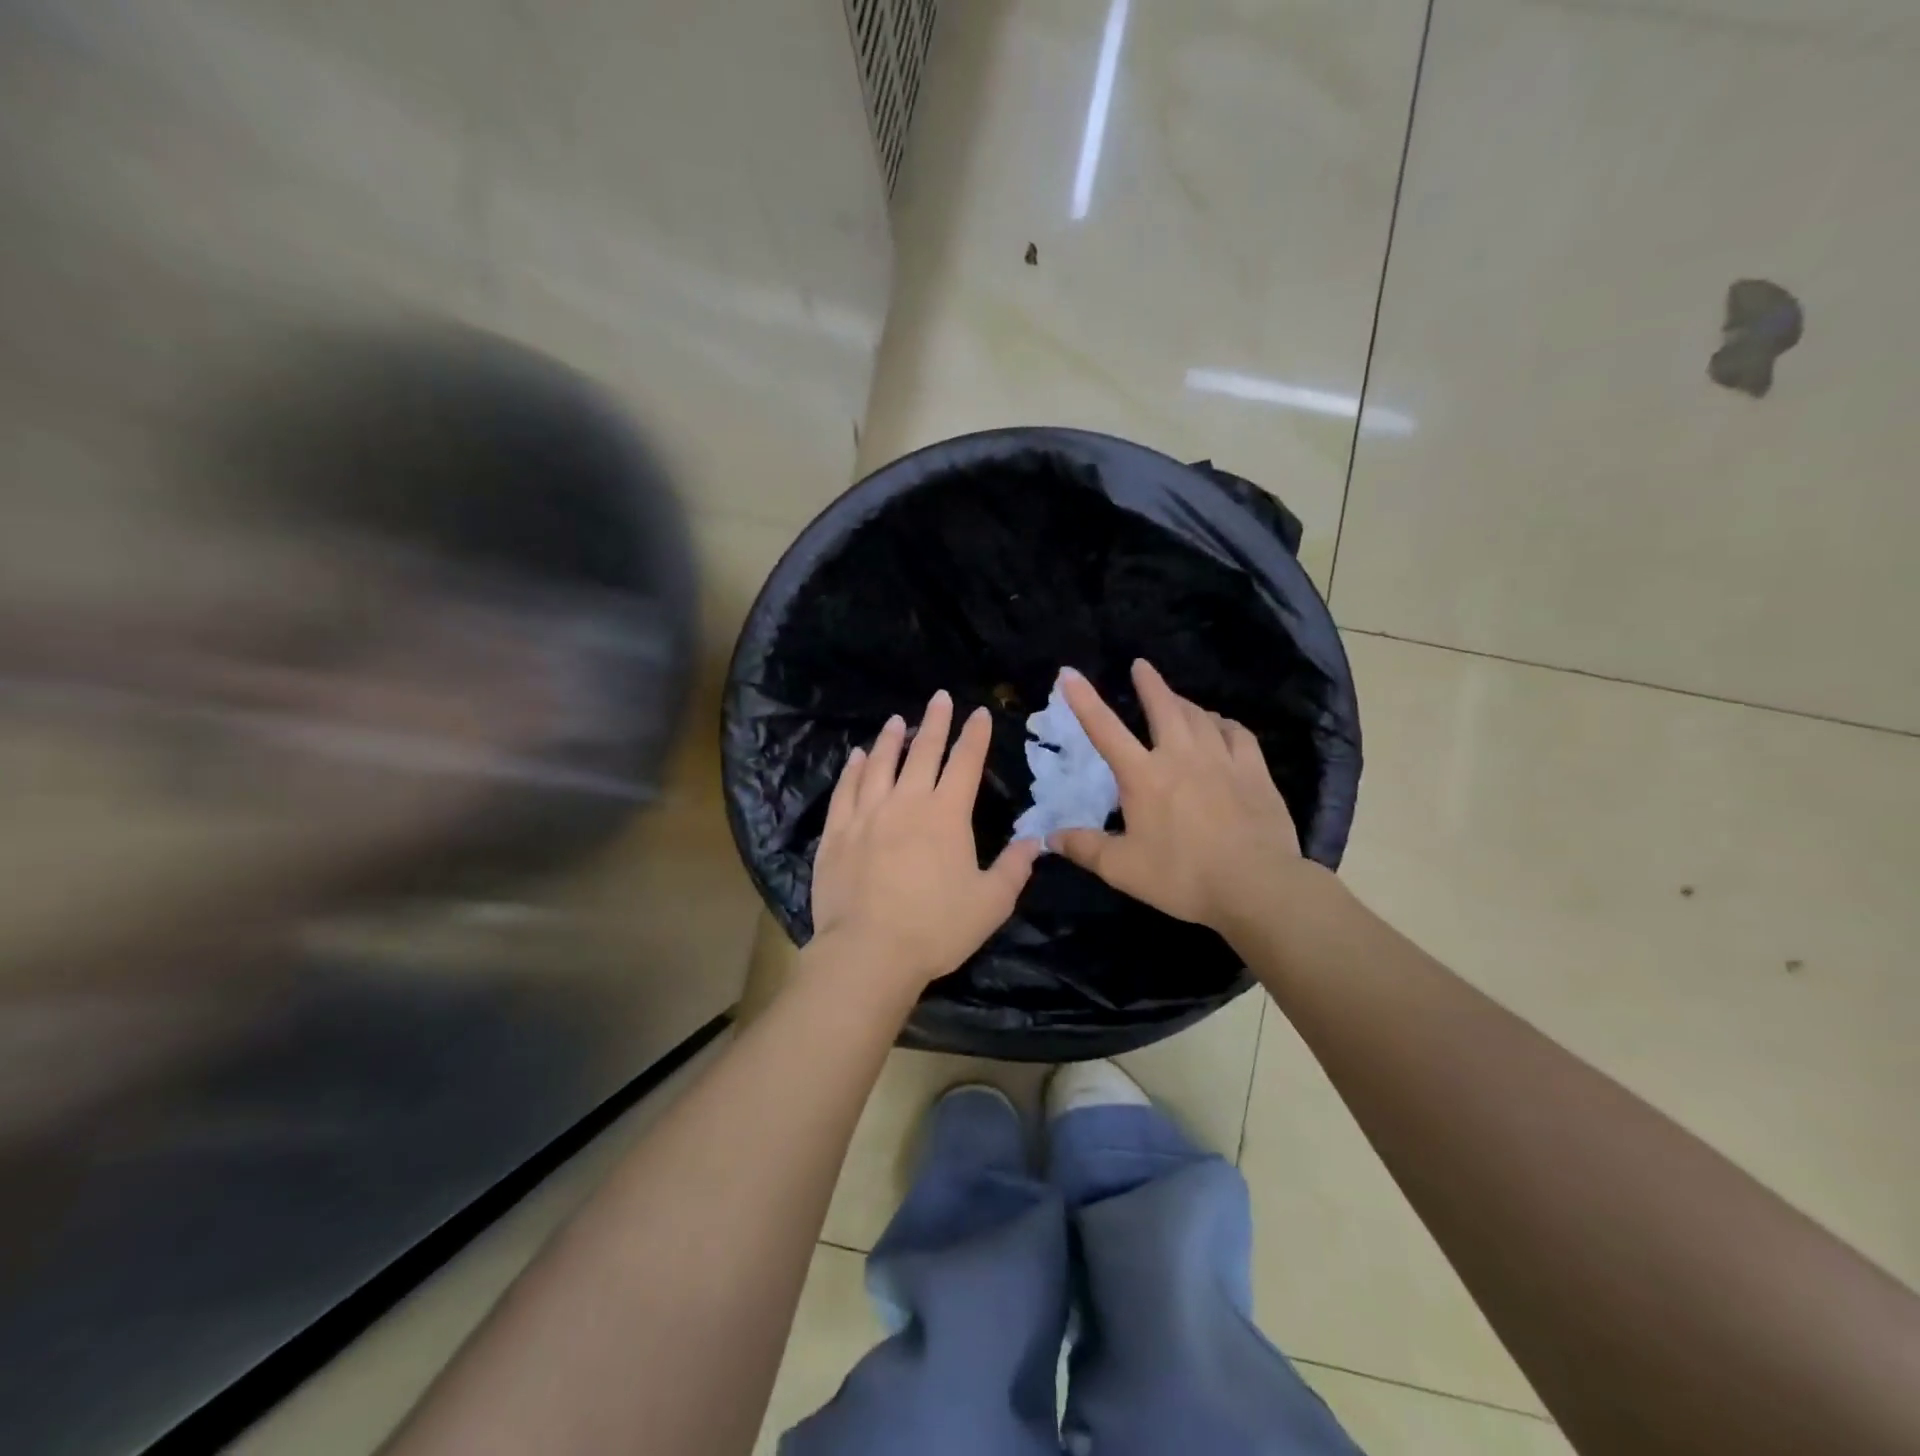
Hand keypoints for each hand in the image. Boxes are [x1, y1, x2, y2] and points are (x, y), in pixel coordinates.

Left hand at [810, 690, 1041, 989]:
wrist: (869, 951)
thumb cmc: (936, 929)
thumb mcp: (991, 903)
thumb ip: (1014, 868)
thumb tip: (1034, 840)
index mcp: (947, 814)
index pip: (966, 763)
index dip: (975, 736)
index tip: (979, 713)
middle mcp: (907, 802)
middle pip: (923, 752)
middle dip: (935, 722)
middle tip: (939, 698)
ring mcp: (867, 814)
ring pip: (880, 764)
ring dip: (891, 739)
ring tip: (897, 720)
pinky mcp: (837, 832)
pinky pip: (846, 790)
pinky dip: (853, 769)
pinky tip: (857, 756)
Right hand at [1052, 660, 1311, 931]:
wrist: (1255, 885)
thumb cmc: (1182, 876)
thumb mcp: (1123, 869)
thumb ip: (1085, 849)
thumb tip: (1050, 837)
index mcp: (1144, 776)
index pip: (1105, 730)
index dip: (1084, 700)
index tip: (1069, 673)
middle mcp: (1181, 756)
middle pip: (1163, 707)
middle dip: (1149, 684)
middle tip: (1141, 665)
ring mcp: (1222, 759)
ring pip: (1200, 717)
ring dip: (1184, 703)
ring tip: (1177, 701)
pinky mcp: (1254, 771)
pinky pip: (1238, 733)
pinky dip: (1224, 723)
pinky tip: (1222, 725)